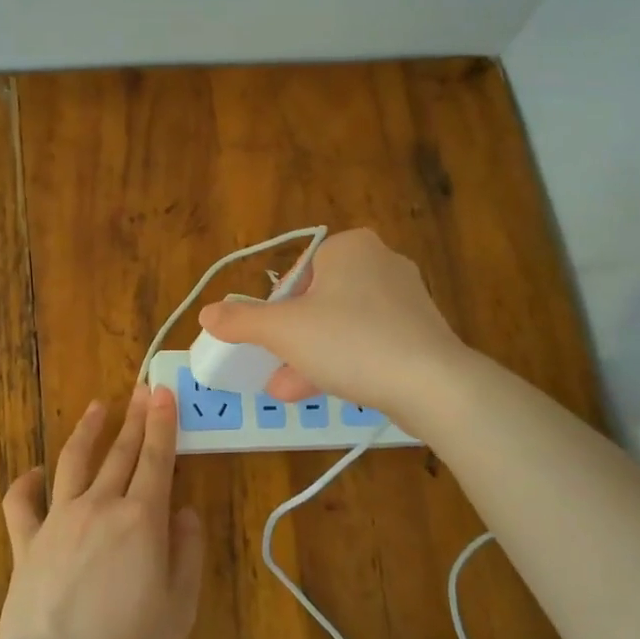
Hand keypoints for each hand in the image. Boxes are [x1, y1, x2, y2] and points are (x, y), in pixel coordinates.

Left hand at [0, 385, 202, 638]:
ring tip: (97, 408)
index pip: (156, 458)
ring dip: (87, 431)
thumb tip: (186, 512)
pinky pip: (21, 502)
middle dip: (134, 417)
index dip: (162, 423)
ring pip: (73, 462)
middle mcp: (100, 506)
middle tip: (142, 389)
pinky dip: (27, 482)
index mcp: (141, 519)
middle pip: (120, 452)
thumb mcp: (179, 608)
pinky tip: (35, 471)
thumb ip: (187, 553)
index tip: (164, 392)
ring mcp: (58, 521)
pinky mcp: (26, 543)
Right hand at [195, 228, 467, 419]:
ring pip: (343, 325)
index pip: (297, 274)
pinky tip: (325, 391)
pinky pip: (370, 341)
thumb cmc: (350, 342)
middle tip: (272, 368)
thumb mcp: (284, 331)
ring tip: (287, 390)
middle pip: (318, 302)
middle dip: (292, 340)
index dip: (275, 310)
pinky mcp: (421, 331)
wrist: (432, 384)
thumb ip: (242, 321)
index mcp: (350, 247)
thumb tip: (207, 313)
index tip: (268, 342)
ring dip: (312, 356)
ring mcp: (406, 298)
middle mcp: (381, 262)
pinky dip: (345, 362)